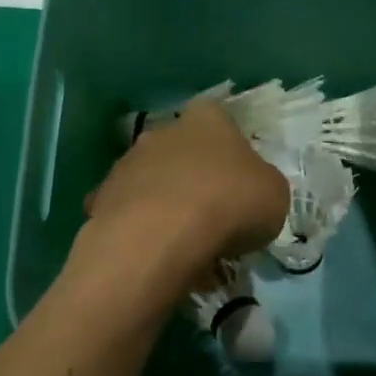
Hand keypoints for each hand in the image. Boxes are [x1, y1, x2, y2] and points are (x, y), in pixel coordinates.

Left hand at [82, 100, 289, 286]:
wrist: (162, 234)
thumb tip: (250, 194)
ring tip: (182, 246)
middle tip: (212, 220)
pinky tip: (154, 256)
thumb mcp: (274, 196)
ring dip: (164, 206)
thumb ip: (261, 186)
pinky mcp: (102, 197)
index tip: (239, 187)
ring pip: (152, 182)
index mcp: (208, 119)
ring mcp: (126, 163)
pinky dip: (140, 231)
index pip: (221, 123)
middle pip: (182, 152)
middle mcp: (162, 131)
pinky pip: (128, 214)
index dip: (231, 155)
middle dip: (194, 180)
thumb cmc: (230, 204)